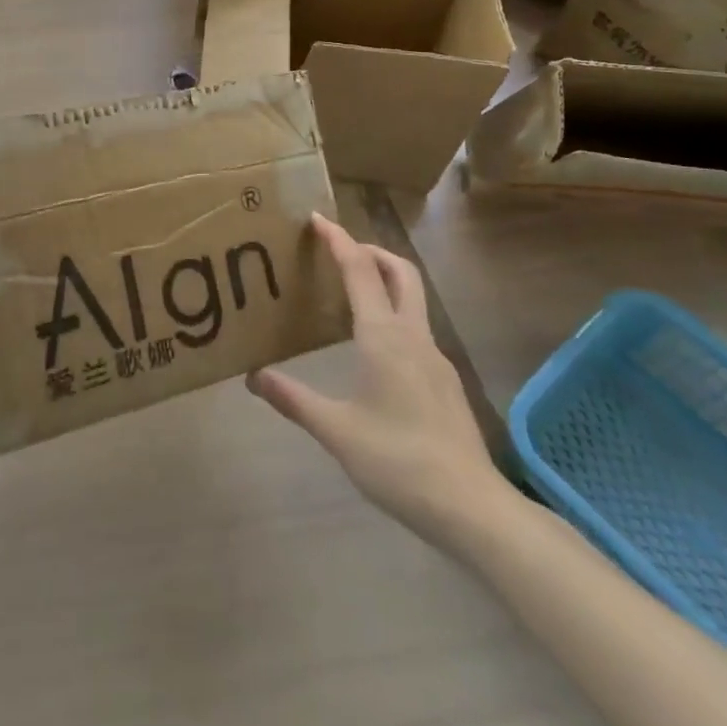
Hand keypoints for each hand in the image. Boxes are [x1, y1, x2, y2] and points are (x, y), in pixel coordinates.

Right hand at [248, 214, 513, 549]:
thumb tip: (253, 377)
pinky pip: (415, 328)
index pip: (359, 270)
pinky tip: (373, 347)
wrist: (472, 507)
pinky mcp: (445, 381)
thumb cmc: (398, 460)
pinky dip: (392, 314)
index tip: (317, 218)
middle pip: (400, 272)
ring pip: (412, 299)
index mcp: (383, 336)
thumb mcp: (336, 431)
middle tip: (339, 250)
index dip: (338, 240)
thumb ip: (293, 399)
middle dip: (370, 250)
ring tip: (349, 294)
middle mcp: (413, 336)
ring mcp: (435, 358)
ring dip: (384, 281)